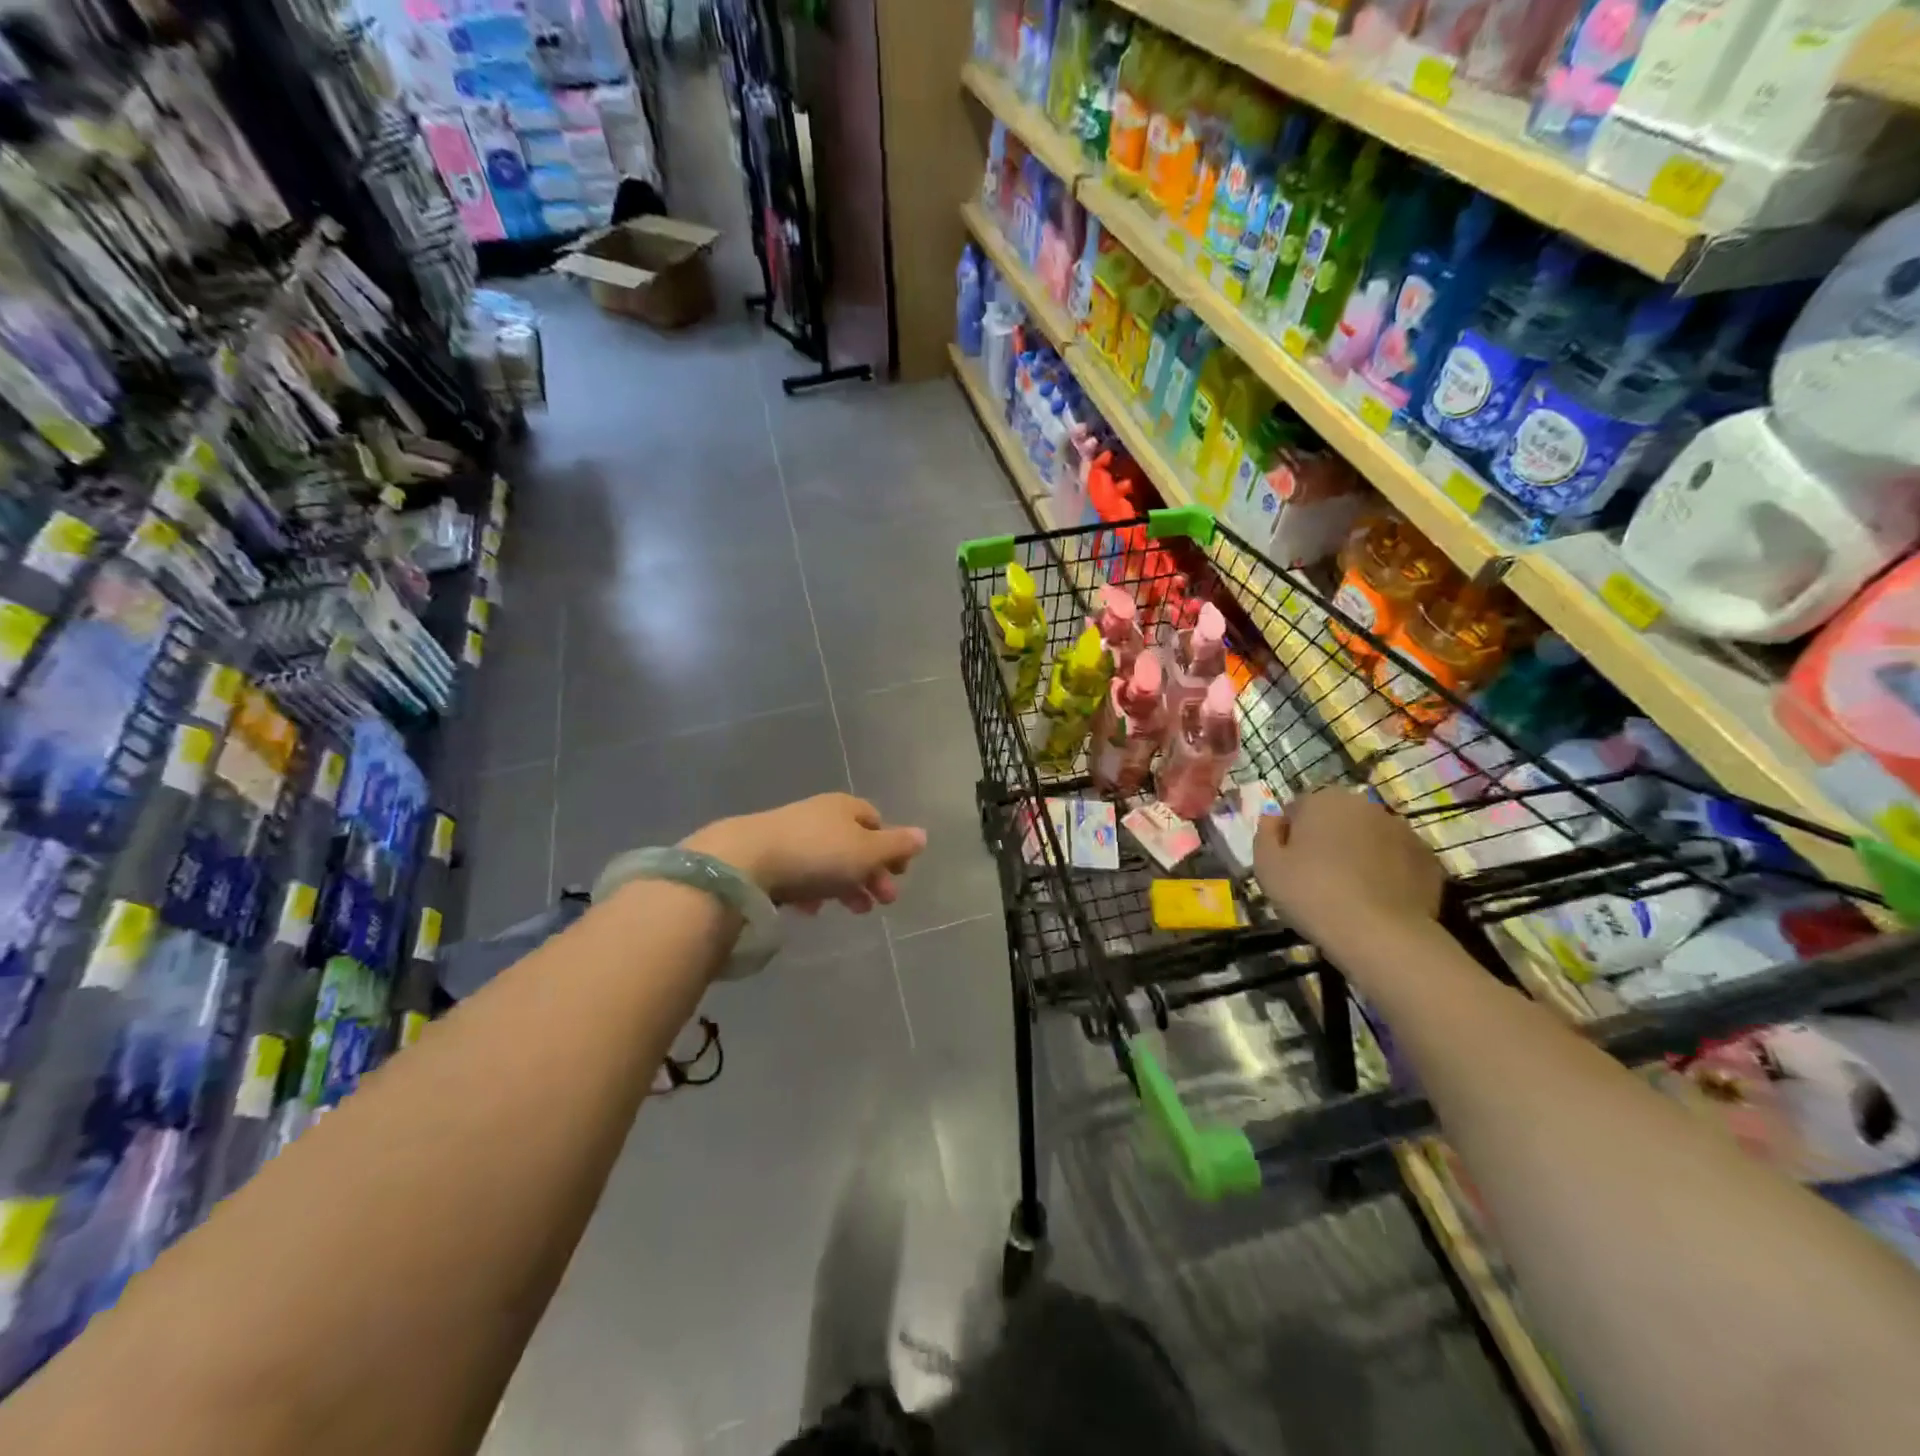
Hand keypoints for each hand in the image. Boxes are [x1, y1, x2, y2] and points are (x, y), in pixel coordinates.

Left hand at [683, 794, 927, 913]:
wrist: (744, 861)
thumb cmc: (817, 854)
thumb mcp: (866, 852)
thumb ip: (896, 846)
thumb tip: (923, 835)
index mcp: (845, 807)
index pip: (876, 821)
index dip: (891, 848)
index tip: (899, 875)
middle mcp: (819, 815)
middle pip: (853, 844)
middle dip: (871, 873)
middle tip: (882, 903)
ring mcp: (790, 834)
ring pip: (827, 861)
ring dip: (845, 885)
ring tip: (853, 911)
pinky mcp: (766, 856)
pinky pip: (799, 873)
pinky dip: (813, 890)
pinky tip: (812, 910)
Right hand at [1254, 789, 1444, 952]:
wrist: (1380, 934)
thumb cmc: (1311, 893)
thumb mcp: (1266, 866)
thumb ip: (1265, 833)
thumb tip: (1273, 818)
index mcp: (1323, 799)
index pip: (1298, 809)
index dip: (1290, 837)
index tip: (1289, 865)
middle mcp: (1365, 804)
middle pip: (1337, 819)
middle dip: (1327, 840)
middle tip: (1317, 878)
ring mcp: (1402, 830)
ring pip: (1369, 838)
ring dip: (1358, 854)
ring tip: (1350, 892)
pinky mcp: (1428, 858)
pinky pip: (1397, 860)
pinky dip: (1387, 872)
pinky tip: (1377, 900)